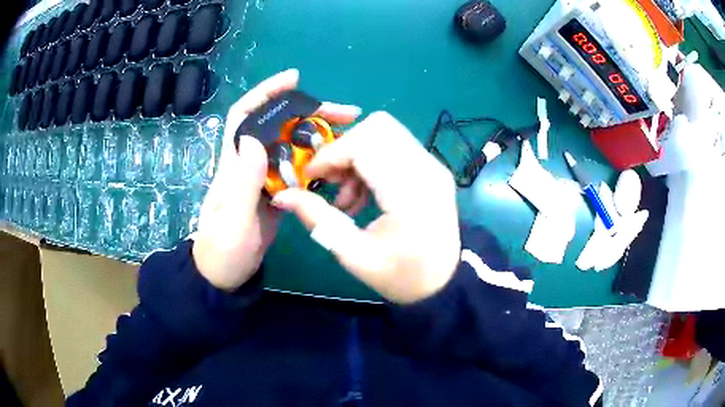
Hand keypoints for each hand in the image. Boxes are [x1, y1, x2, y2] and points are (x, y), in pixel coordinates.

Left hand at [193, 69, 360, 290]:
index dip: (265, 93)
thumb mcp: (232, 221)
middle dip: (310, 112)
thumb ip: (242, 184)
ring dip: (320, 136)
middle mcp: (250, 163)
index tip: (294, 79)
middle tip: (346, 114)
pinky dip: (320, 162)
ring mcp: (265, 178)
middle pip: (279, 125)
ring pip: (293, 145)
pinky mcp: (278, 193)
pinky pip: (301, 169)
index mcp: (234, 164)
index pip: (245, 116)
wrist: (225, 275)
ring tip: (350, 136)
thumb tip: (254, 138)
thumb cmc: (222, 250)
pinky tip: (339, 164)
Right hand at [271, 112, 460, 303]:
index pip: (365, 144)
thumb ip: (317, 219)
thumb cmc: (401, 276)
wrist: (444, 282)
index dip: (331, 154)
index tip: (311, 177)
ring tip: (346, 196)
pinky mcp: (432, 168)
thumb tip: (282, 196)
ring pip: (386, 133)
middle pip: (378, 127)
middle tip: (331, 181)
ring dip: (357, 155)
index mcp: (410, 192)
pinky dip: (371, 161)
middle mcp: (427, 169)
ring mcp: (433, 165)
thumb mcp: (354, 255)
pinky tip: (362, 195)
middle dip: (344, 148)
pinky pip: (395, 146)